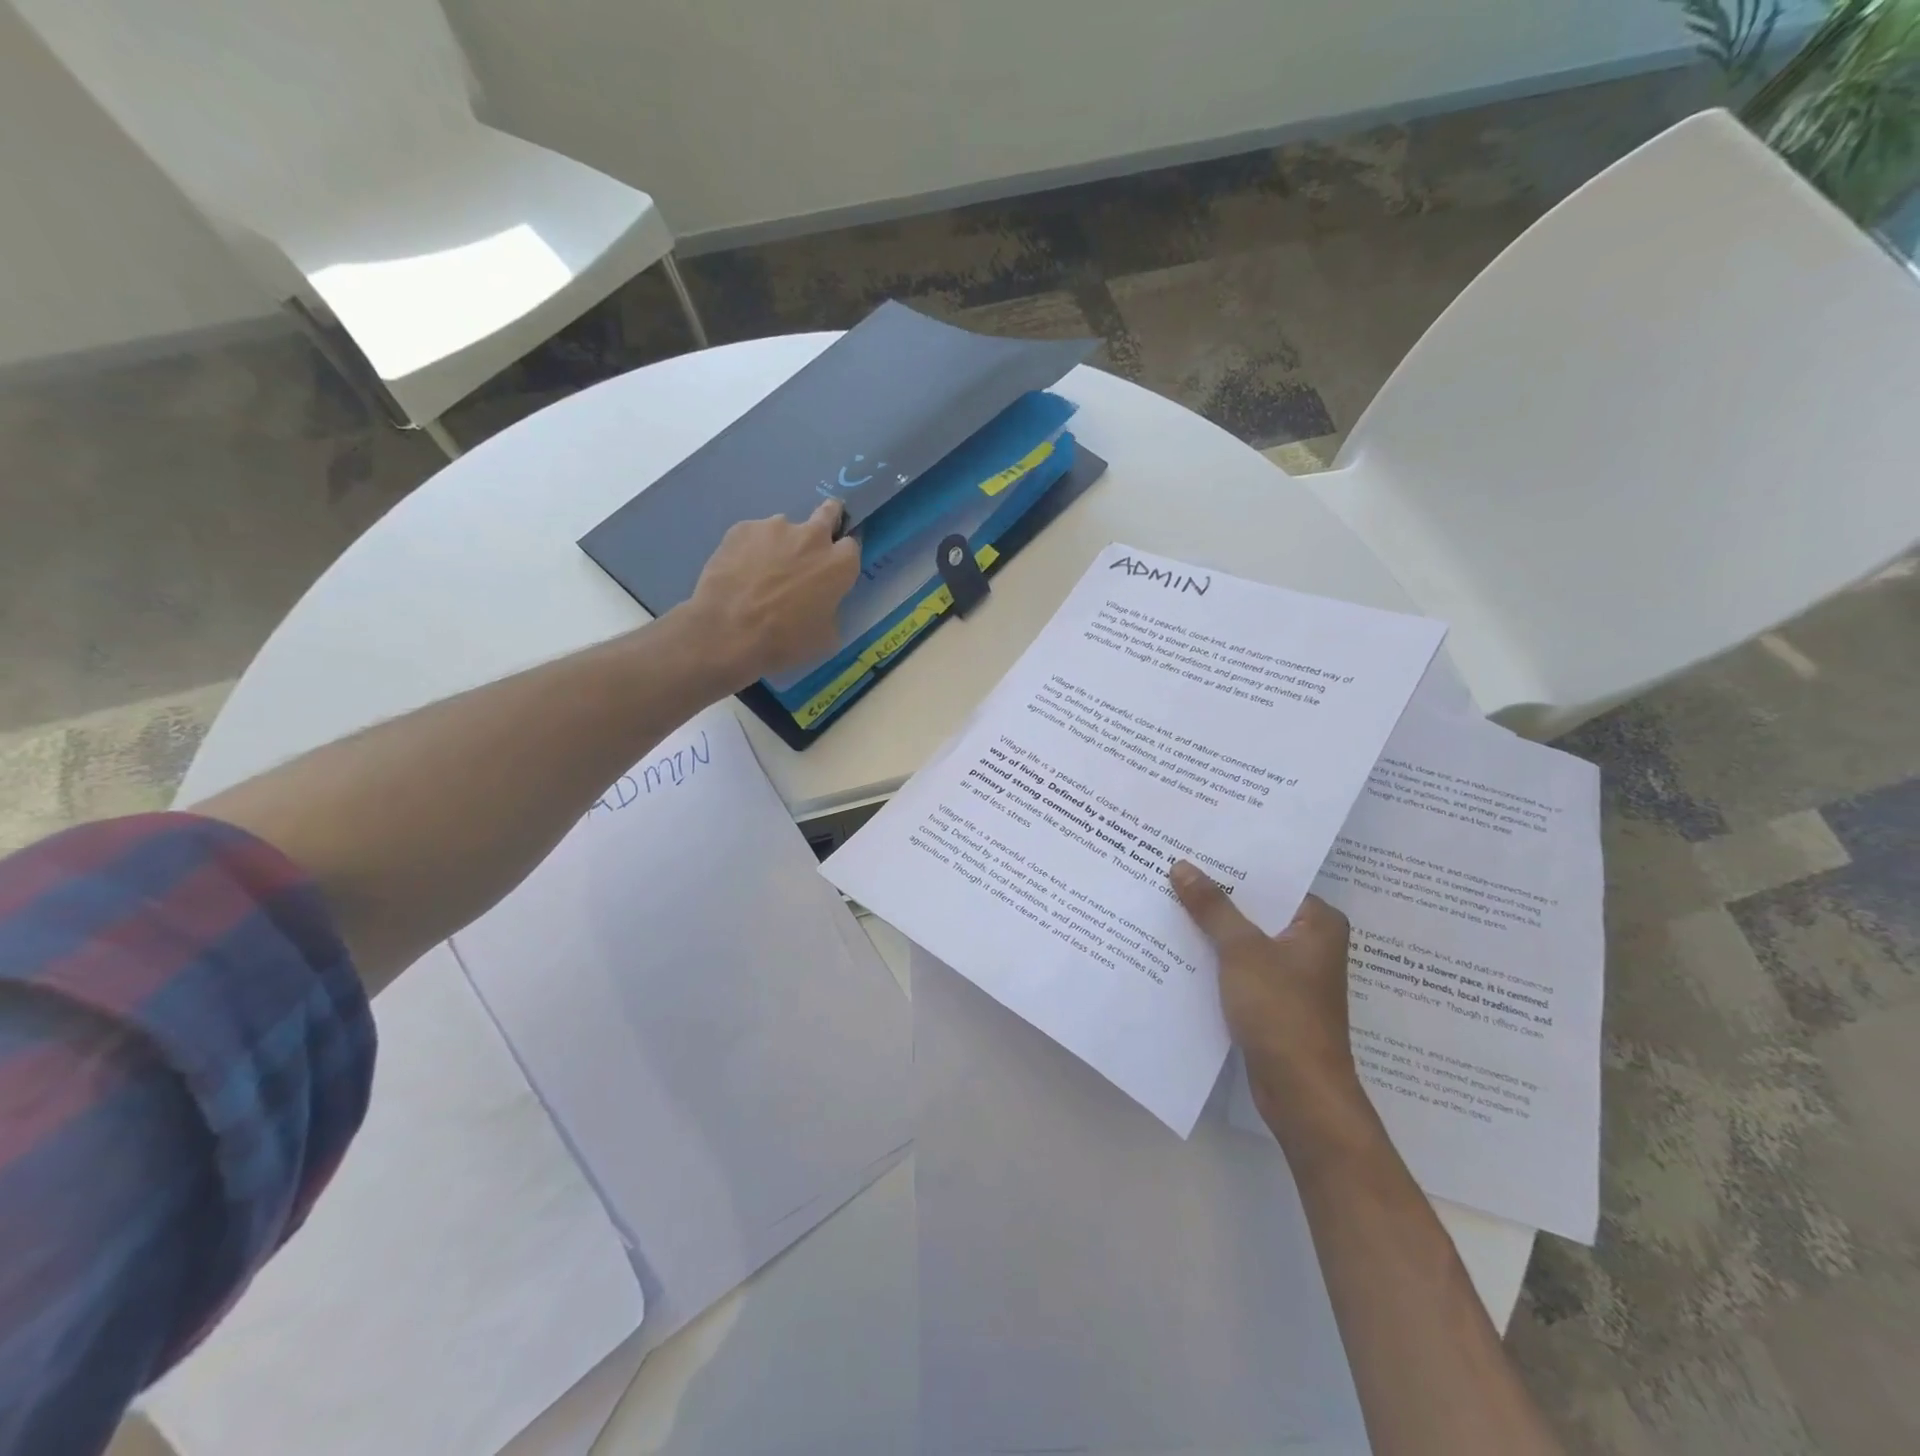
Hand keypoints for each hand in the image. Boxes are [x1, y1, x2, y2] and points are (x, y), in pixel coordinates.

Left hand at [679, 501, 860, 687]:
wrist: (728, 632)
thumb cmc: (785, 641)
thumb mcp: (825, 637)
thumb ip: (831, 609)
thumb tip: (822, 602)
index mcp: (839, 564)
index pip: (852, 546)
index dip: (842, 558)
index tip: (833, 569)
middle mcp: (812, 536)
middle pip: (829, 512)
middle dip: (827, 521)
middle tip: (812, 545)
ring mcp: (775, 527)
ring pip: (785, 528)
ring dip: (781, 544)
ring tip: (761, 571)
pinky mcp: (742, 528)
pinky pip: (753, 535)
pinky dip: (751, 549)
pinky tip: (739, 572)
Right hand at [1170, 861, 1370, 1149]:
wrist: (1300, 1092)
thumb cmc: (1281, 1011)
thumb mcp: (1241, 951)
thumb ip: (1212, 907)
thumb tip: (1181, 866)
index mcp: (1318, 922)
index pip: (1272, 880)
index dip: (1232, 865)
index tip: (1194, 847)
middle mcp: (1310, 942)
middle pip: (1256, 908)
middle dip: (1216, 895)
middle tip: (1172, 868)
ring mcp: (1291, 973)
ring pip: (1245, 937)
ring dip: (1211, 926)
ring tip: (1167, 898)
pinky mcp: (1273, 998)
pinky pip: (1239, 964)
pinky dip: (1214, 956)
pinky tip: (1178, 943)